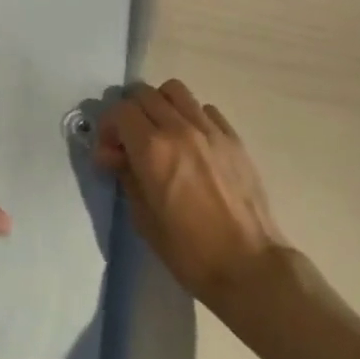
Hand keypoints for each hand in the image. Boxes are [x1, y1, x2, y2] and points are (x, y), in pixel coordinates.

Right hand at [96, 81, 290, 307]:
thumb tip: (114, 154)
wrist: (251, 268)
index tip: (109, 150)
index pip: (120, 110)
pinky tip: (193, 143)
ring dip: (160, 105)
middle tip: (131, 140)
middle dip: (130, 113)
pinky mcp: (232, 137)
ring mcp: (209, 129)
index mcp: (153, 149)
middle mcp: (179, 128)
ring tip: (161, 132)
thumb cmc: (191, 252)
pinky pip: (204, 108)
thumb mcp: (144, 219)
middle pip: (144, 93)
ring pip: (175, 91)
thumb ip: (126, 176)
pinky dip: (191, 116)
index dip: (108, 126)